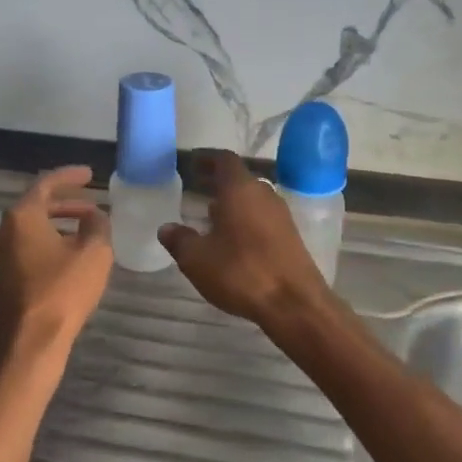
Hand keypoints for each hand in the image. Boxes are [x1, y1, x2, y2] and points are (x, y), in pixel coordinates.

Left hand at [0, 166, 112, 358]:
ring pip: (31, 228)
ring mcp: (0, 256)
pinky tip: (70, 254)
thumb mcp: (94, 252)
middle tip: (91, 203)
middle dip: (66, 202)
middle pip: (36, 206)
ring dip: (58, 224)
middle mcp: (4, 231)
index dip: (70, 176)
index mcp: (22, 217)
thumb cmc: (64, 290)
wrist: (32, 341)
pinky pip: (28, 247)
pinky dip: (49, 242)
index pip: (46, 184)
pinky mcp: (4, 277)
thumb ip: (98, 225)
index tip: (89, 174)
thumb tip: (94, 216)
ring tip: (86, 229)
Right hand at [159, 150, 332, 329]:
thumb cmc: (241, 272)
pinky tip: (232, 240)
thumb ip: (180, 240)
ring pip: (251, 199)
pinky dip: (244, 220)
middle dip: (217, 182)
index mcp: (240, 190)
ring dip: (231, 203)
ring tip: (209, 216)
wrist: (294, 303)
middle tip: (196, 188)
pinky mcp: (290, 236)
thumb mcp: (197, 259)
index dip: (207, 158)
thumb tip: (167, 228)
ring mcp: (281, 215)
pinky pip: (262, 217)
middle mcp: (264, 194)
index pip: (224, 160)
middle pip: (239, 179)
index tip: (192, 162)